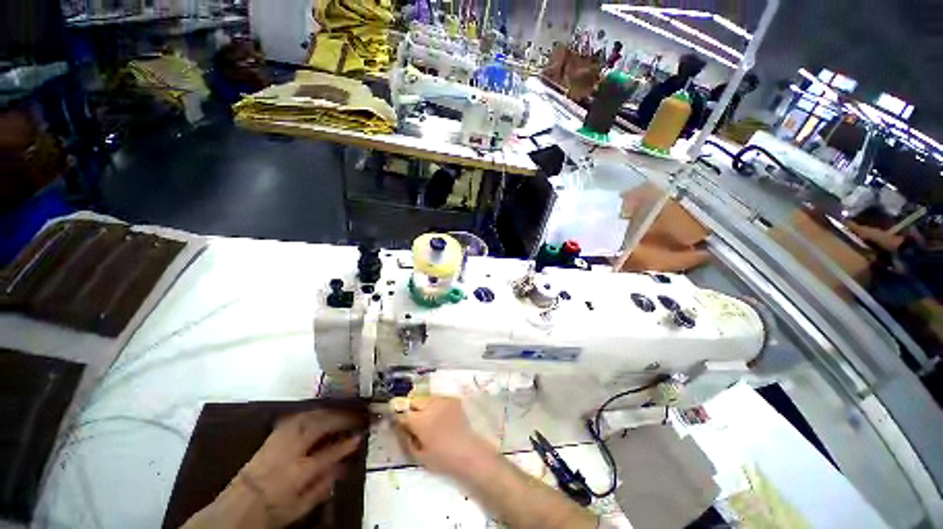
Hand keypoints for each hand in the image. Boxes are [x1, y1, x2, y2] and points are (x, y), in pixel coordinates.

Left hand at [232, 410, 364, 527]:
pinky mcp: (272, 435)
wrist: (237, 507)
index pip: (328, 454)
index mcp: (296, 473)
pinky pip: (296, 417)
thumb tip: (344, 466)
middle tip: (356, 415)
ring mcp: (278, 441)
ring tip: (342, 410)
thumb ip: (323, 486)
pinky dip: (313, 412)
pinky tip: (321, 412)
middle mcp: (288, 452)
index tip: (360, 436)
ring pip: (308, 417)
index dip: (346, 444)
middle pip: (318, 427)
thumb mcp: (299, 507)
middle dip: (341, 418)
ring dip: (329, 411)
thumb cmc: (272, 511)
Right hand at [392, 396, 494, 477]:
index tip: (399, 422)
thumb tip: (399, 427)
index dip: (399, 417)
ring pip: (427, 398)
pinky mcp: (452, 399)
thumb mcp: (418, 455)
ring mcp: (443, 400)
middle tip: (415, 420)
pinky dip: (436, 405)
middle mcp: (430, 406)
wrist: (467, 451)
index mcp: (419, 421)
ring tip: (429, 417)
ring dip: (424, 405)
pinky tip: (440, 416)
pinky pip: (439, 398)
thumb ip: (406, 439)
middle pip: (414, 401)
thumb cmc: (441, 458)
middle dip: (412, 409)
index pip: (402, 413)